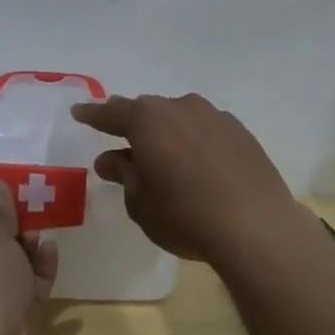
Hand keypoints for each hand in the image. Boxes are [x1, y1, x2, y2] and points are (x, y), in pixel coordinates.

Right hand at [70, 92, 309, 265]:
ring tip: (164, 157)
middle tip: (122, 139)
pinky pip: (206, 130)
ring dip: (168, 133)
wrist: (256, 227)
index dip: (92, 115)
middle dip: (132, 124)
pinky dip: (196, 142)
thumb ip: (124, 176)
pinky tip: (199, 165)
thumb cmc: (184, 216)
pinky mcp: (241, 132)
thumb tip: (111, 159)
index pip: (111, 113)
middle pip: (148, 111)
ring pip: (180, 118)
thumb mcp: (141, 203)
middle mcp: (180, 107)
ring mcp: (215, 116)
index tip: (79, 112)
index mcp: (147, 120)